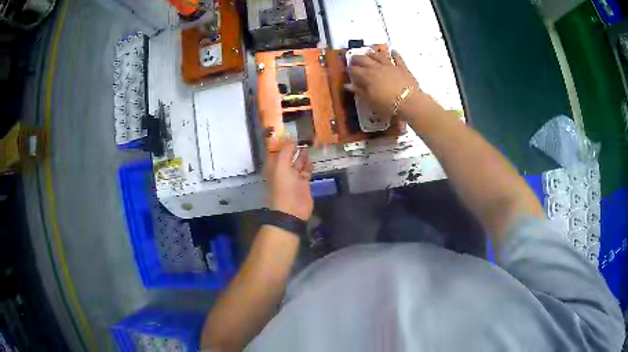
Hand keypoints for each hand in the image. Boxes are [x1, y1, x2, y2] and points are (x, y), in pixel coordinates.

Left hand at [264, 139, 313, 220]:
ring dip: (302, 154)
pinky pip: (306, 170)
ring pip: (298, 162)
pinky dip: (309, 164)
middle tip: (304, 136)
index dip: (282, 142)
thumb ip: (286, 151)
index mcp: (274, 166)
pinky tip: (312, 158)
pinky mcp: (303, 182)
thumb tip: (291, 138)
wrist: (292, 210)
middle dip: (294, 147)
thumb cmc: (283, 187)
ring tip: (310, 144)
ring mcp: (293, 176)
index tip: (291, 132)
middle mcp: (282, 170)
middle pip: (288, 155)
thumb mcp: (281, 166)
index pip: (277, 150)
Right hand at [348, 50, 422, 117]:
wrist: (409, 102)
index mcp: (367, 76)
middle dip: (357, 58)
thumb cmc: (387, 104)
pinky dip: (394, 54)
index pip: (354, 70)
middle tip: (354, 58)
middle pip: (364, 59)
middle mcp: (376, 67)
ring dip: (372, 53)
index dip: (350, 69)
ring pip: (378, 56)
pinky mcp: (402, 67)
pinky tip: (393, 51)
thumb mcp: (370, 101)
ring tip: (368, 53)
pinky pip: (397, 58)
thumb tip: (348, 85)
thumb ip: (359, 91)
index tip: (348, 70)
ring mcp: (390, 65)